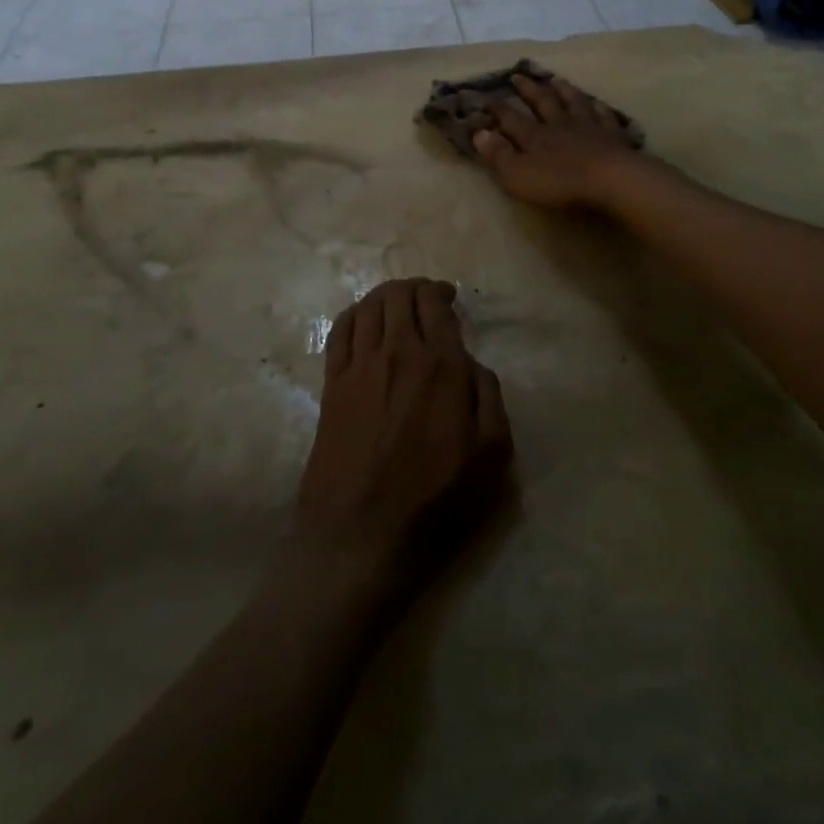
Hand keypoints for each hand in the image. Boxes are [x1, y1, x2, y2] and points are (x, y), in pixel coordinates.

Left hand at [297, 279, 512, 589]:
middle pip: (399, 295)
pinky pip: (340, 331)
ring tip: (397, 305)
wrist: (362, 535)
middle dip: (414, 288)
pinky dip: (354, 314)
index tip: (448, 298)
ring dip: (385, 296)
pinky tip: (363, 321)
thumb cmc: (435, 500)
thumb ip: (489, 396)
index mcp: (440, 365)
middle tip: (426, 300)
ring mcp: (359, 367)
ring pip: (369, 307)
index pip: (433, 303)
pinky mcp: (331, 385)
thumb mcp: (491, 455)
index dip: (440, 292)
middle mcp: (398, 353)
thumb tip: (471, 363)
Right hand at [471, 75, 641, 210]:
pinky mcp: (612, 136)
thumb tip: (478, 133)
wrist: (609, 180)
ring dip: (563, 90)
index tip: (484, 96)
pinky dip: (598, 108)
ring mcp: (588, 127)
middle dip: (528, 89)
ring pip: (573, 102)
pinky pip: (603, 116)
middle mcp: (559, 125)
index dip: (496, 108)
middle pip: (542, 102)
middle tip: (517, 75)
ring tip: (555, 79)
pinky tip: (596, 103)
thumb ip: (498, 154)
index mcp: (534, 136)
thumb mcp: (518, 174)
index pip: (510, 118)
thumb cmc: (559, 182)